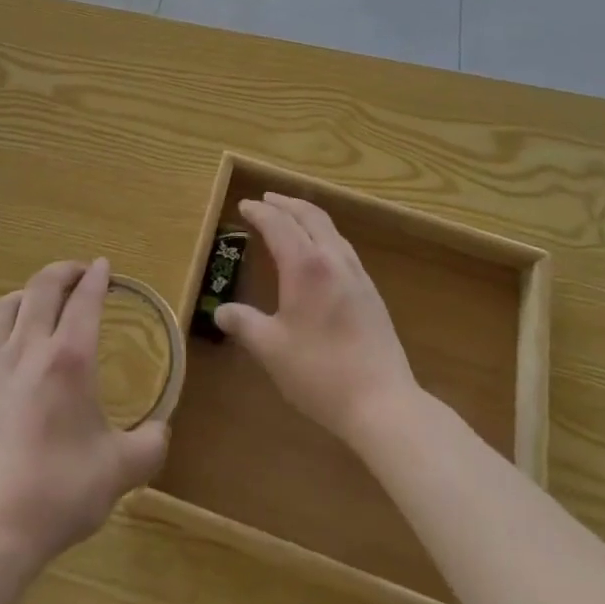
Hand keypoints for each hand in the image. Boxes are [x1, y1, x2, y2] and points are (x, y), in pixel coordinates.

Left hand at [0, 259, 167, 575]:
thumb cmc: (59, 492)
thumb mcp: (119, 472)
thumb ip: (149, 446)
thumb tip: (161, 430)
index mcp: (69, 359)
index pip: (84, 301)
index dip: (97, 278)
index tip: (105, 266)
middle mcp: (30, 348)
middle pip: (43, 287)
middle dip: (65, 271)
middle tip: (82, 272)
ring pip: (10, 302)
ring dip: (32, 290)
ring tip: (46, 297)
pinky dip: (8, 317)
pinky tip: (16, 338)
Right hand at [213, 193, 419, 448]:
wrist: (383, 403)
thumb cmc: (320, 372)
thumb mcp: (271, 349)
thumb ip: (244, 324)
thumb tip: (221, 311)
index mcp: (305, 266)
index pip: (278, 225)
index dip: (259, 212)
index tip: (244, 206)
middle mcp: (333, 259)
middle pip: (310, 216)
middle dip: (286, 204)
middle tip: (266, 200)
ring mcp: (357, 275)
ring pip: (331, 229)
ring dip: (307, 216)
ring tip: (292, 218)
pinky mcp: (371, 292)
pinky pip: (343, 247)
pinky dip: (324, 235)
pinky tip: (320, 254)